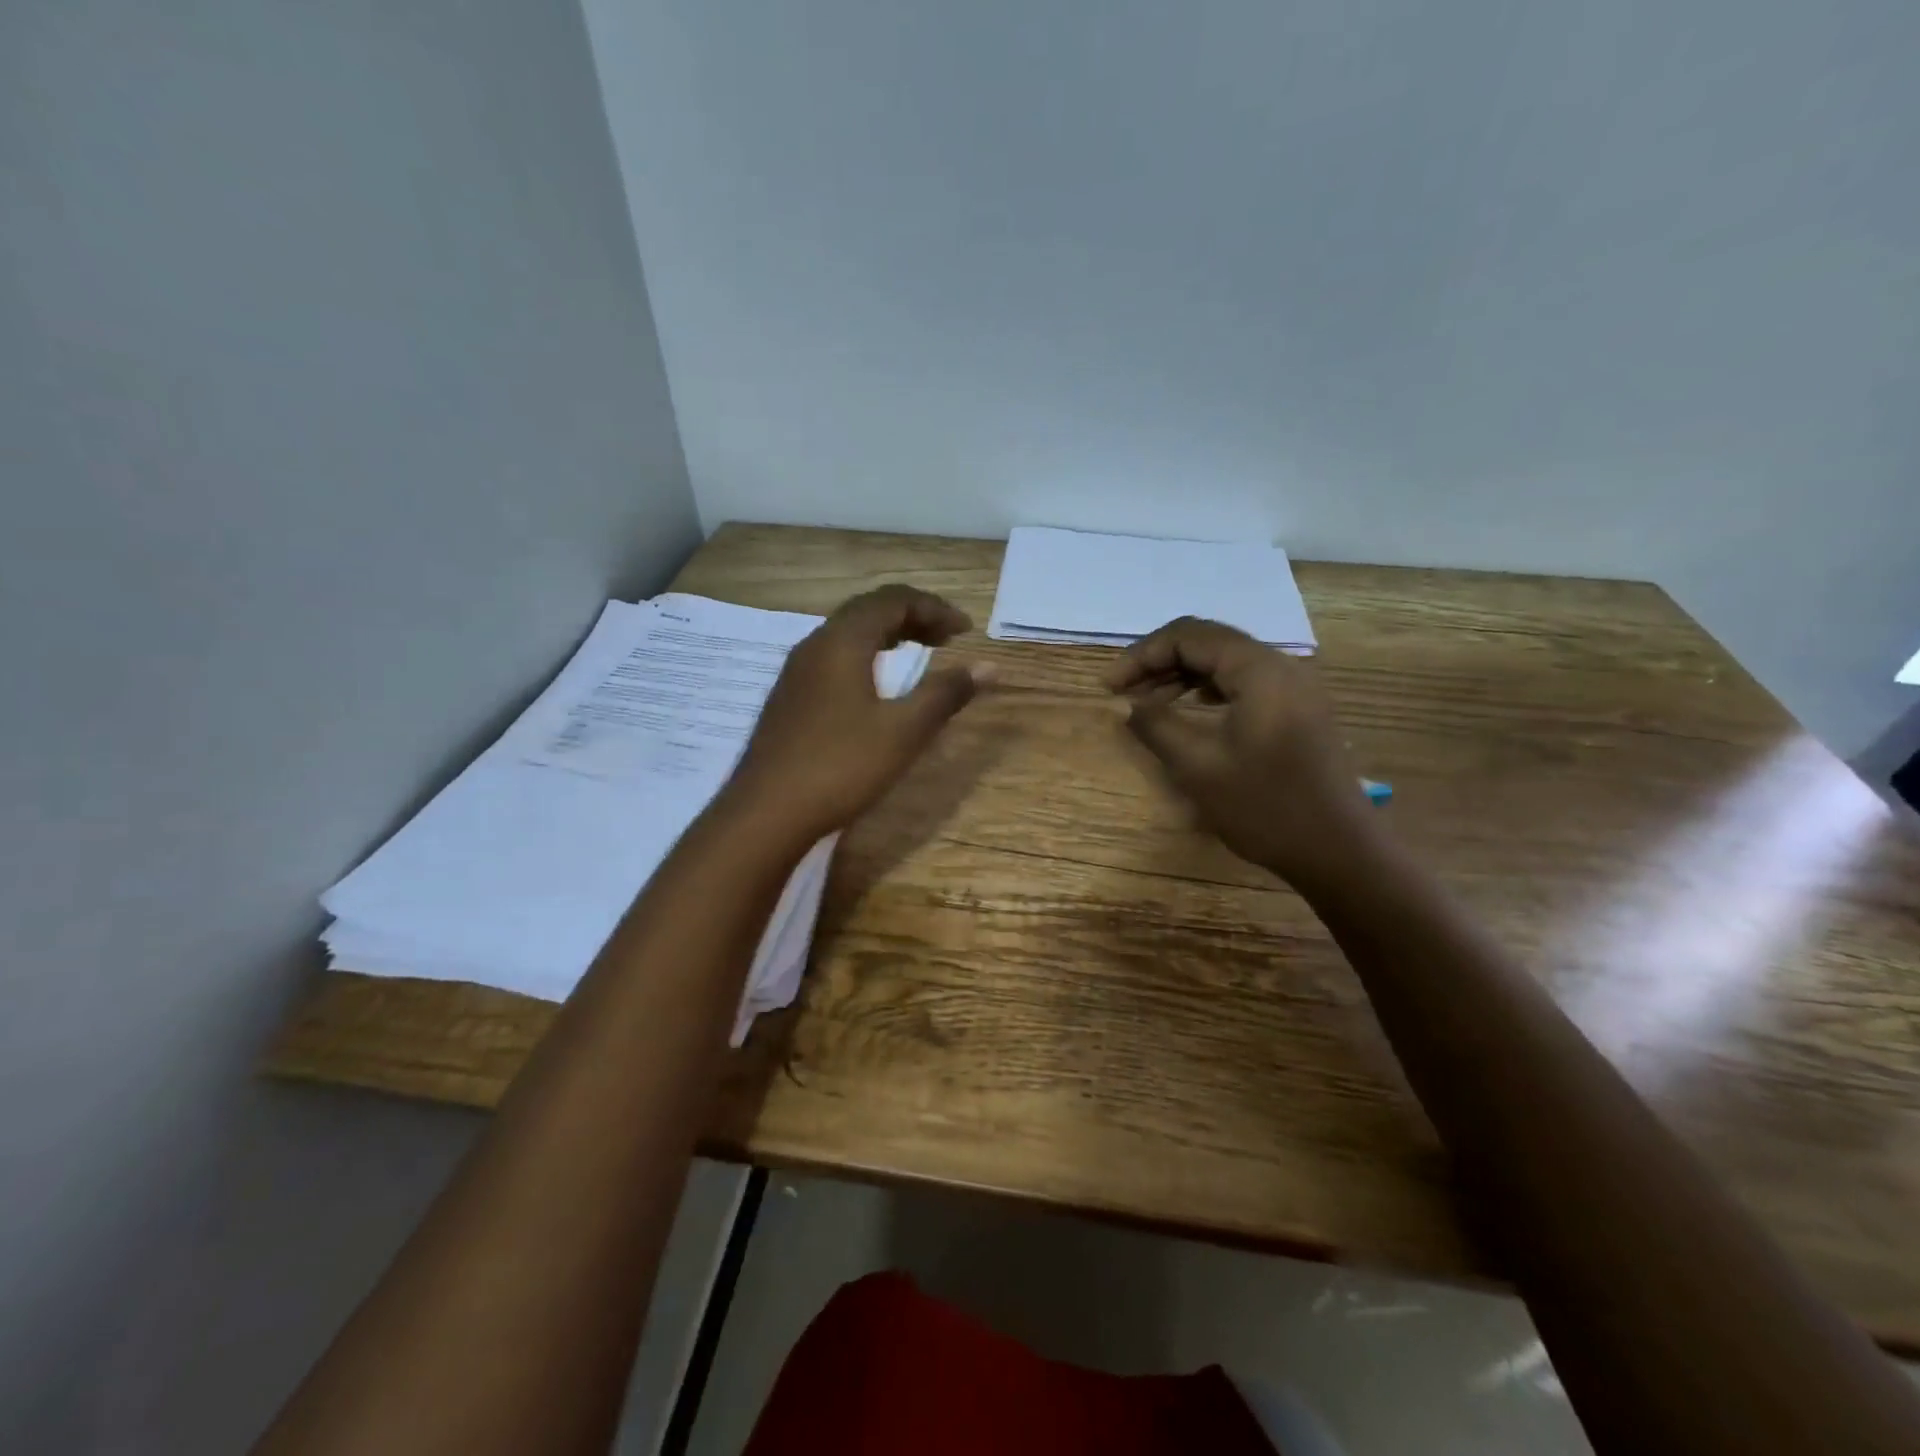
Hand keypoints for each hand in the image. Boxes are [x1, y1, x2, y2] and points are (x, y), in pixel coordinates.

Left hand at [726, 585, 984, 842]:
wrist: (765, 813)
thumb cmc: (841, 766)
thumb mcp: (904, 731)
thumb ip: (945, 694)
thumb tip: (989, 666)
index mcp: (843, 641)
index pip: (893, 600)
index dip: (934, 608)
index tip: (967, 630)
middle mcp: (816, 645)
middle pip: (868, 610)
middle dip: (913, 616)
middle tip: (948, 637)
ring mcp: (797, 671)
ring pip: (848, 634)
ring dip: (888, 635)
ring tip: (918, 653)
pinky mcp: (790, 697)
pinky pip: (834, 657)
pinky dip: (866, 655)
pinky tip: (876, 686)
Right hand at [1106, 617, 1374, 887]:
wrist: (1338, 851)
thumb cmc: (1264, 807)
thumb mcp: (1198, 766)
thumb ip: (1156, 725)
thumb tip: (1126, 705)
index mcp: (1259, 670)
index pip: (1188, 636)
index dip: (1141, 655)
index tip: (1109, 688)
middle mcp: (1280, 666)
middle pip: (1208, 642)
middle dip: (1158, 661)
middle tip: (1122, 693)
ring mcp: (1294, 687)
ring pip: (1225, 661)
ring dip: (1181, 674)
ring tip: (1146, 702)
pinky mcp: (1298, 709)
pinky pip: (1244, 682)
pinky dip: (1208, 689)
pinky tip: (1188, 709)